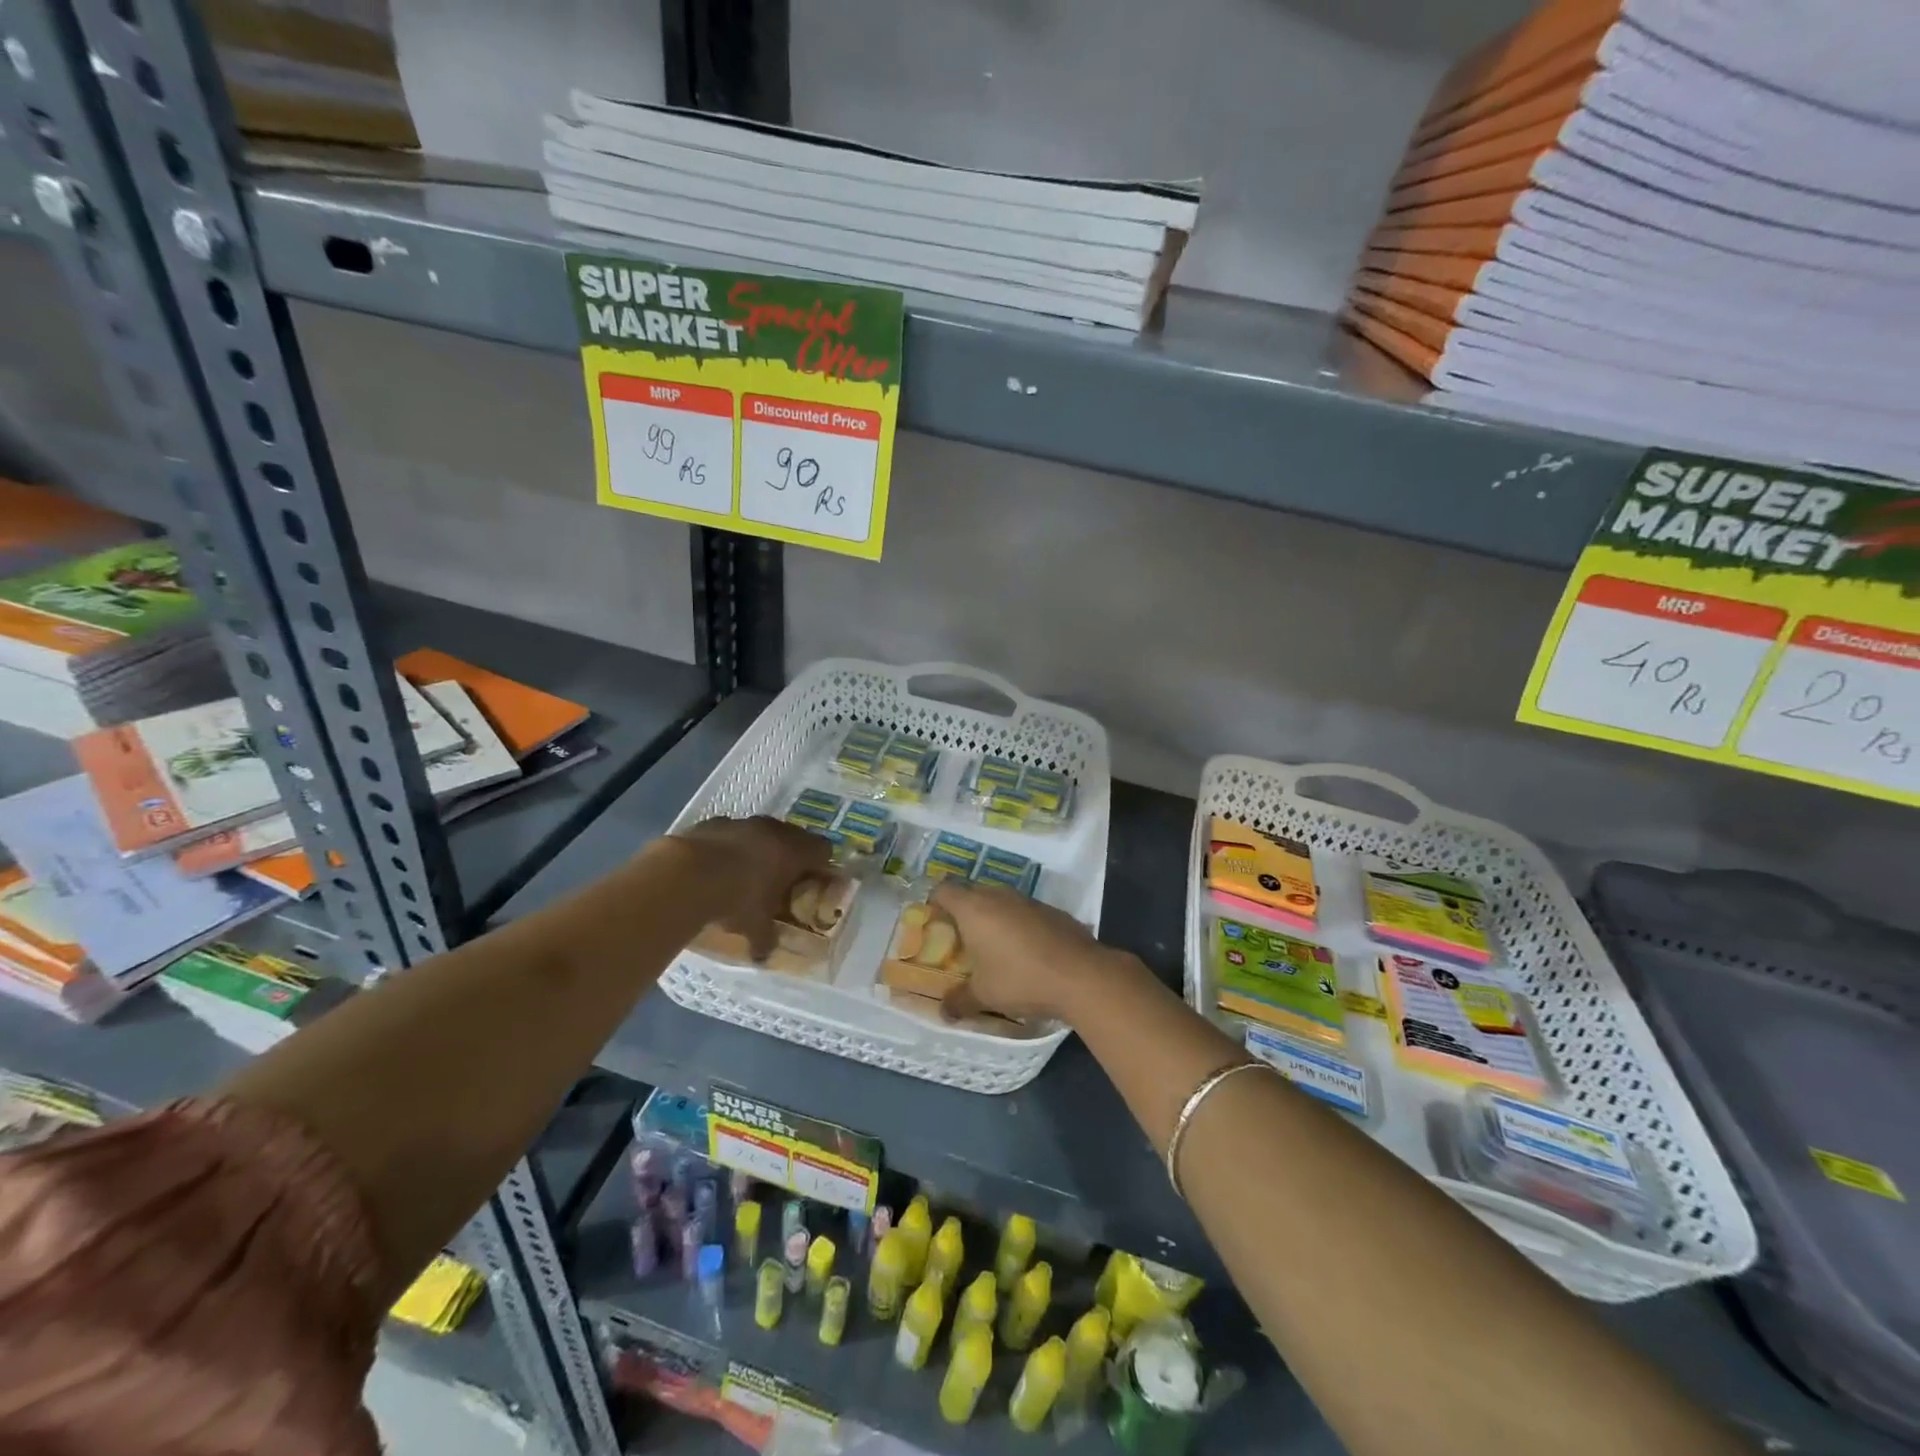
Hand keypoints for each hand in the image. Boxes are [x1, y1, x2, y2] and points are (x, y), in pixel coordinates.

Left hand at [673, 816, 831, 959]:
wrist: (687, 875)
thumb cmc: (738, 899)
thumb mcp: (756, 926)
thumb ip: (765, 938)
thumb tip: (764, 956)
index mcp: (795, 851)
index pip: (824, 850)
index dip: (821, 866)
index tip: (813, 882)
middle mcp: (774, 830)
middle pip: (793, 837)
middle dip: (789, 857)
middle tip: (780, 880)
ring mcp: (743, 823)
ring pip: (760, 832)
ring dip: (758, 849)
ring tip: (745, 873)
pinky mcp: (713, 822)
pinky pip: (730, 833)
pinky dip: (728, 846)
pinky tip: (715, 867)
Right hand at [929, 880, 1121, 1024]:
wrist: (1081, 975)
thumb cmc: (1020, 980)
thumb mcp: (984, 996)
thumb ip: (959, 1001)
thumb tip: (944, 1012)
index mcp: (974, 908)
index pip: (944, 890)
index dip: (935, 902)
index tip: (934, 923)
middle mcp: (999, 896)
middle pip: (972, 893)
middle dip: (964, 912)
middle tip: (961, 940)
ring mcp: (1028, 900)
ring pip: (1001, 901)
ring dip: (994, 918)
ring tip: (993, 948)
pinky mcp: (1052, 911)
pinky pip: (1025, 912)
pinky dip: (1019, 926)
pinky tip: (1026, 952)